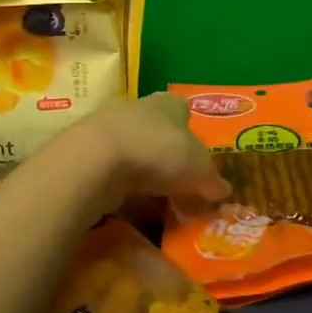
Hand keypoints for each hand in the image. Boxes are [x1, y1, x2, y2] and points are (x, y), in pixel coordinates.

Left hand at [59, 93, 228, 214]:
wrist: (94, 160)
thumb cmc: (157, 151)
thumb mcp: (198, 169)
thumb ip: (211, 179)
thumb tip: (224, 190)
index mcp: (169, 104)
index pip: (184, 113)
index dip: (193, 135)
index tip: (199, 161)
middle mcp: (139, 110)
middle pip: (159, 134)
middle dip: (169, 159)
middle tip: (183, 186)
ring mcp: (109, 130)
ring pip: (135, 154)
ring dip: (145, 175)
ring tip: (159, 203)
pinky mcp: (88, 154)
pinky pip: (114, 173)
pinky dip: (123, 189)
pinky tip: (131, 208)